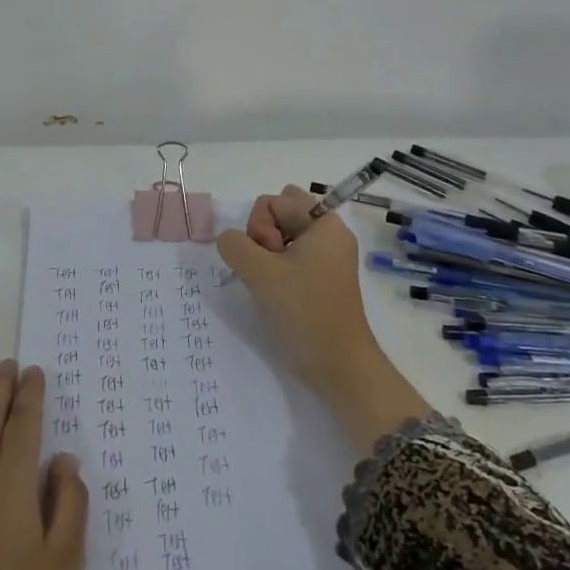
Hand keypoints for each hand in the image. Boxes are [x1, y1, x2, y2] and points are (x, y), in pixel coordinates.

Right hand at [217, 185, 432, 452]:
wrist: (340, 369)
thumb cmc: (304, 313)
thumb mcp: (259, 273)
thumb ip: (234, 244)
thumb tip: (230, 240)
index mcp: (324, 224)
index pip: (273, 200)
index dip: (260, 227)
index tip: (269, 259)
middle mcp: (329, 235)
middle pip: (280, 213)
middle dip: (263, 235)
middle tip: (268, 269)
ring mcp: (327, 258)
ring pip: (282, 236)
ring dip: (267, 255)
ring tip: (272, 285)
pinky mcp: (322, 279)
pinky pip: (291, 257)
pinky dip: (277, 269)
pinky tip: (276, 293)